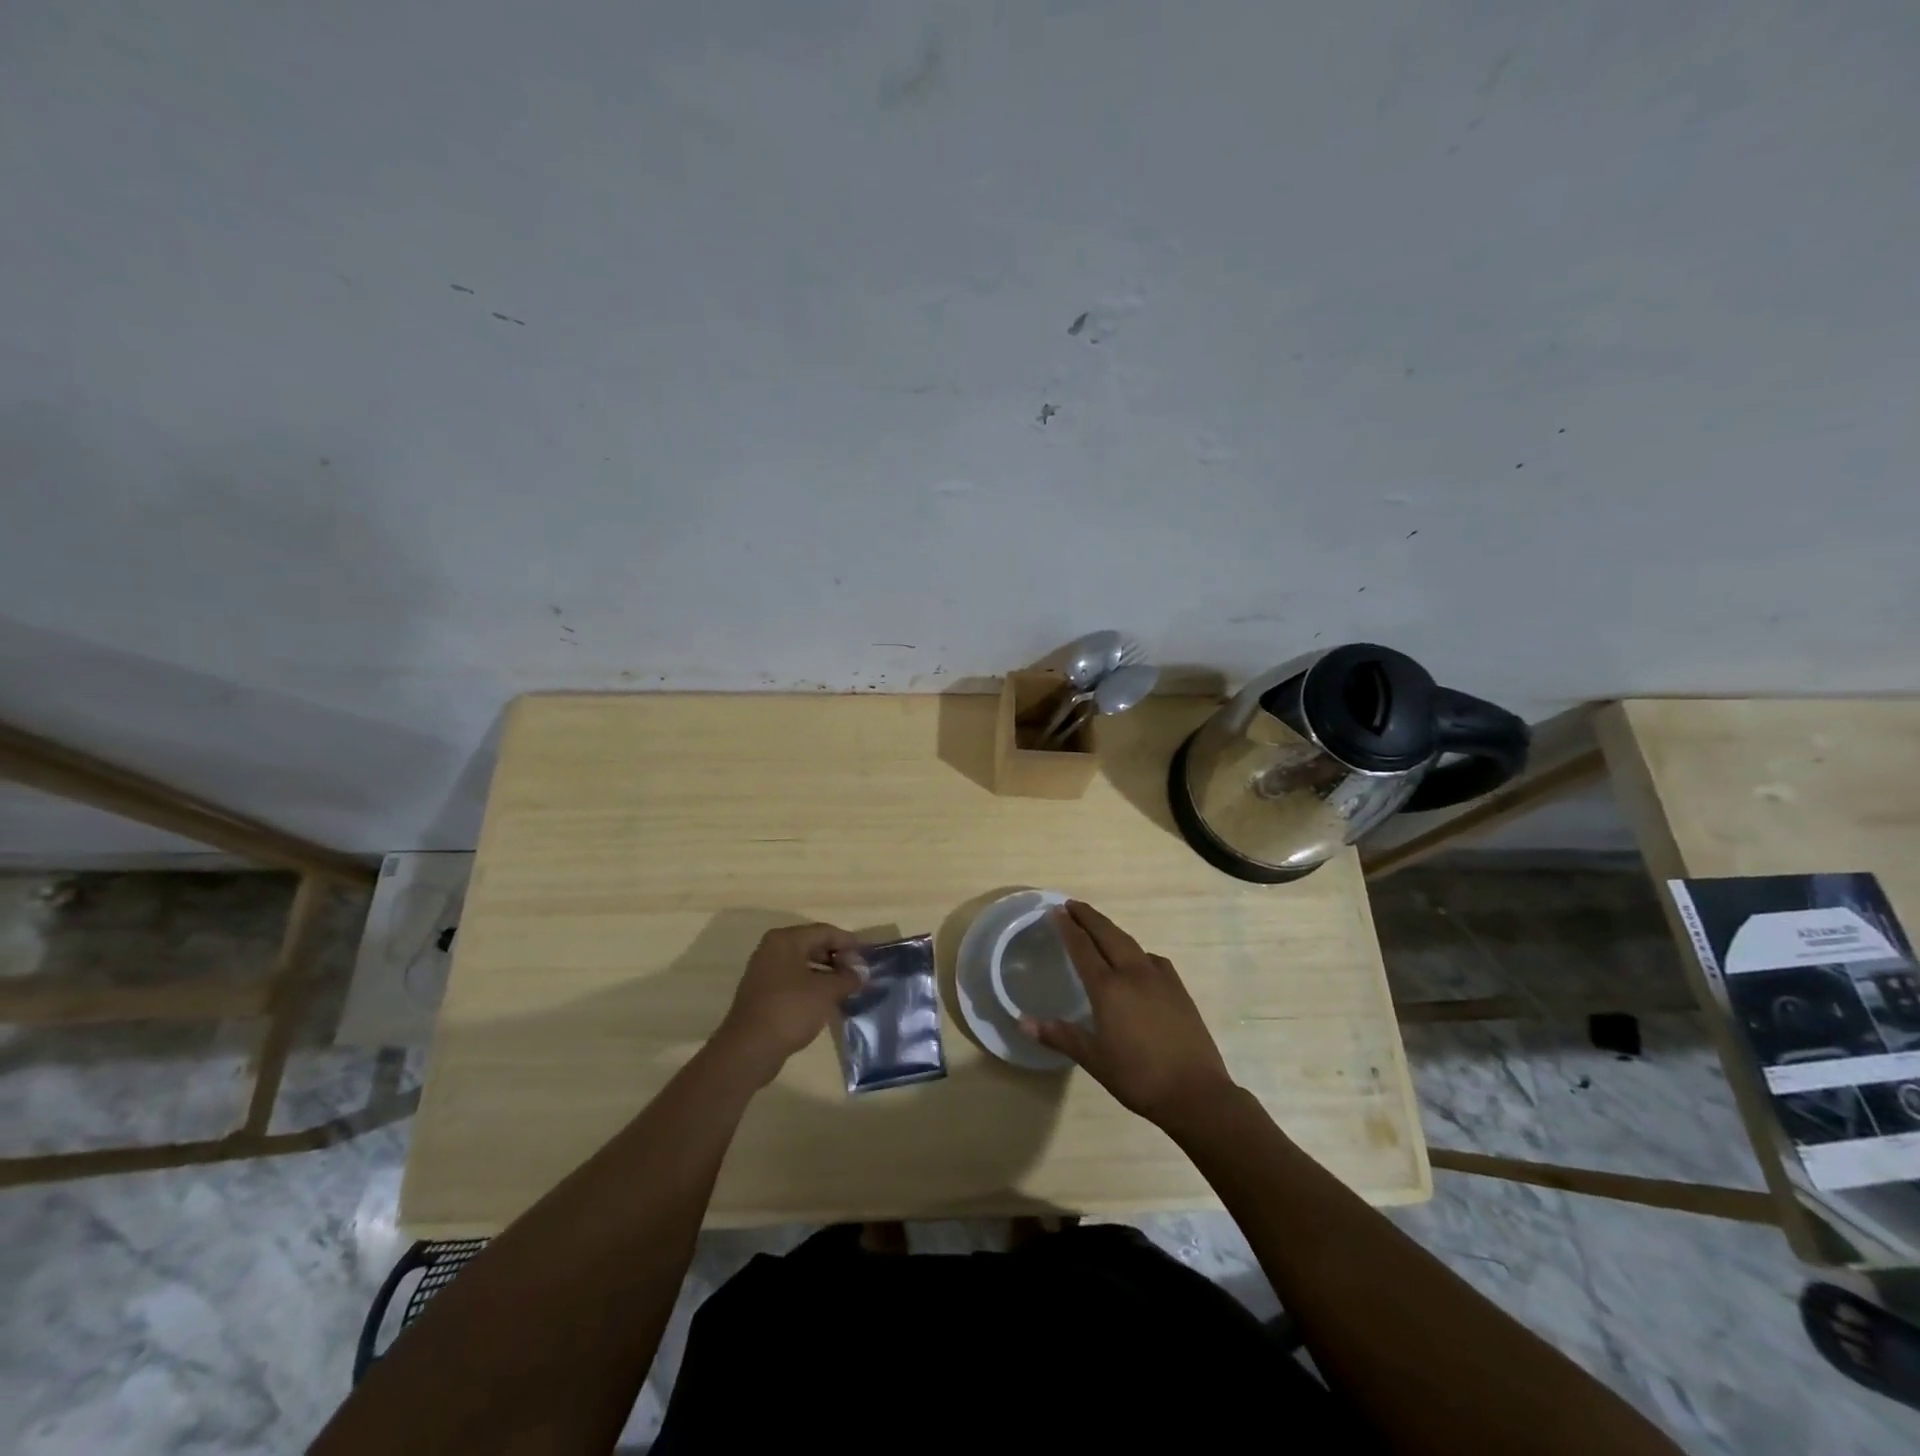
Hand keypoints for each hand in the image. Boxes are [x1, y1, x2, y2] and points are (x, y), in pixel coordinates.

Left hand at [712, 924, 865, 1085]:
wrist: (748, 1050)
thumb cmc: (790, 1010)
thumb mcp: (826, 992)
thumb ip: (847, 977)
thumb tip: (862, 972)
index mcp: (785, 940)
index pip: (824, 932)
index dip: (849, 942)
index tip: (869, 955)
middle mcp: (772, 950)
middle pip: (813, 945)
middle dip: (838, 958)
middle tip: (859, 973)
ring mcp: (765, 972)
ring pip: (803, 964)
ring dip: (826, 973)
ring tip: (847, 987)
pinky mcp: (763, 993)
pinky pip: (793, 981)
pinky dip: (812, 986)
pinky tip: (827, 1001)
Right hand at [1022, 901, 1237, 1129]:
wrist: (1196, 1093)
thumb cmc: (1138, 1077)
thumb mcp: (1094, 1059)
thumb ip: (1060, 1036)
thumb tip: (1022, 1022)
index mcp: (1108, 989)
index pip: (1083, 948)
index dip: (1068, 928)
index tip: (1056, 910)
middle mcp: (1133, 974)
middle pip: (1108, 935)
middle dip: (1088, 917)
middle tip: (1072, 905)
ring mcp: (1160, 978)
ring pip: (1130, 943)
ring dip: (1111, 930)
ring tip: (1098, 926)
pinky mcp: (1178, 988)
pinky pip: (1152, 959)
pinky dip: (1136, 951)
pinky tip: (1137, 962)